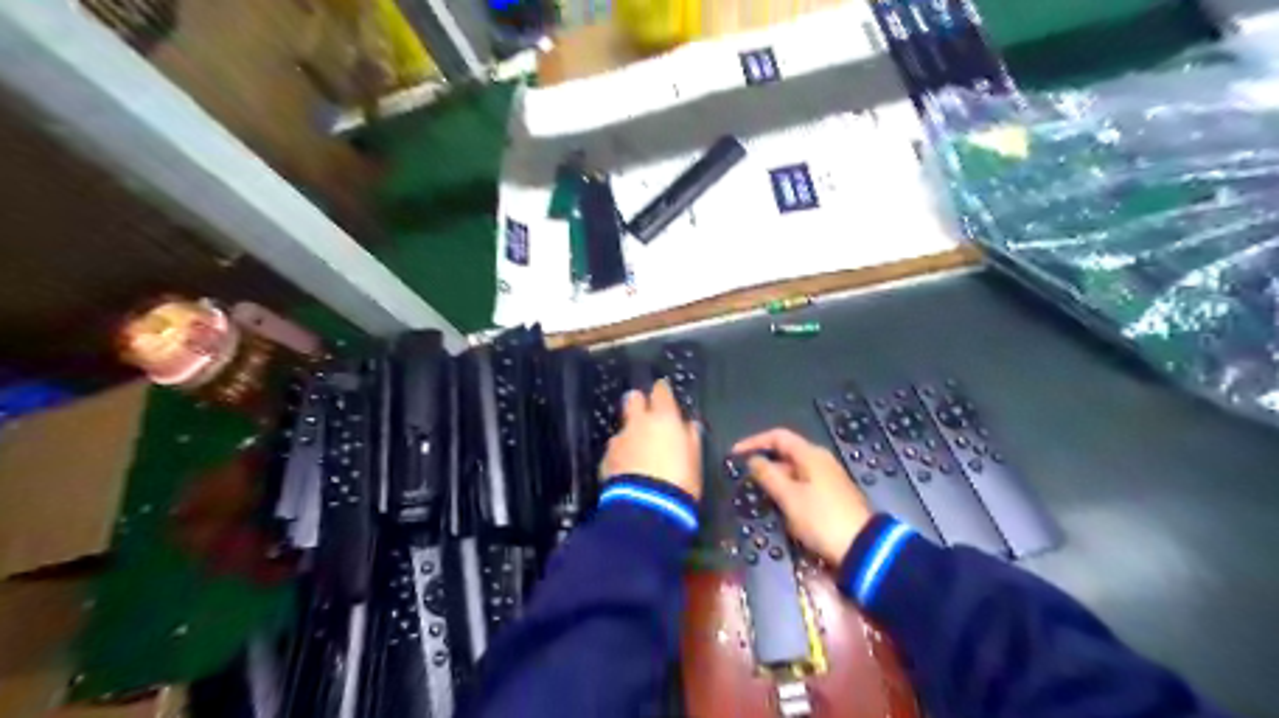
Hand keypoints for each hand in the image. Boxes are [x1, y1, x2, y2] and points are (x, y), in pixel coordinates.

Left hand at [603, 383, 702, 499]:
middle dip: (638, 403)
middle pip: (633, 398)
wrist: (647, 508)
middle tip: (647, 416)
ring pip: (623, 427)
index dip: (662, 392)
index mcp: (664, 418)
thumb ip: (690, 437)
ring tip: (638, 453)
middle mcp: (639, 422)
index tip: (664, 395)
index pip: (660, 390)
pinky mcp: (606, 459)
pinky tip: (628, 471)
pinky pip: (614, 451)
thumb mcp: (695, 459)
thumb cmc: (680, 481)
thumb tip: (689, 425)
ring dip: (630, 435)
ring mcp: (619, 440)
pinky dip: (620, 456)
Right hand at [735, 426, 875, 566]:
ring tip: (758, 495)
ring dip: (775, 480)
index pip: (778, 437)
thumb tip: (753, 460)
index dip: (754, 442)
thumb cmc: (821, 518)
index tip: (734, 454)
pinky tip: (779, 507)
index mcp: (811, 455)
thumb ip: (768, 476)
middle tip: (744, 479)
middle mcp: (820, 461)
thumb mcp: (789, 497)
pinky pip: (802, 485)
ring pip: (794, 472)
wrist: (861, 548)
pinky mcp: (831, 496)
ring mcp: (827, 479)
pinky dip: (787, 491)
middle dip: (764, 464)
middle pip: (786, 454)